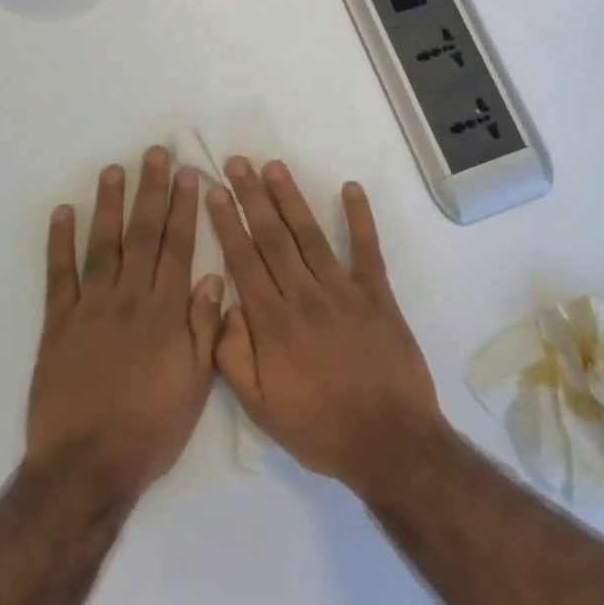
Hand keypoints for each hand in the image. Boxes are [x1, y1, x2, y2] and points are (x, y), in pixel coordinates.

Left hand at [28, 148, 223, 499]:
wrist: (89, 462)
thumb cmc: (152, 427)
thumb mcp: (197, 382)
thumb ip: (205, 326)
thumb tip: (212, 276)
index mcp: (166, 312)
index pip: (178, 247)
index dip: (185, 209)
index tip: (189, 175)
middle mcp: (130, 298)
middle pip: (143, 235)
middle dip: (151, 191)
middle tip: (155, 155)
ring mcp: (90, 307)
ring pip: (103, 244)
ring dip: (109, 204)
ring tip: (114, 169)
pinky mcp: (57, 322)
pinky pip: (59, 274)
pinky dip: (59, 242)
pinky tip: (63, 213)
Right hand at [207, 158, 446, 492]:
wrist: (388, 441)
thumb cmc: (318, 427)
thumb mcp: (258, 407)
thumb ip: (232, 356)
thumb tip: (224, 306)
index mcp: (272, 322)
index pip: (243, 260)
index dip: (227, 222)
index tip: (215, 192)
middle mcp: (304, 295)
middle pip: (272, 237)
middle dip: (252, 197)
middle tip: (238, 163)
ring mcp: (343, 291)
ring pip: (310, 235)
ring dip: (291, 198)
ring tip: (274, 167)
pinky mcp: (378, 295)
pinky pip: (367, 248)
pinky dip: (360, 217)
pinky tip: (351, 188)